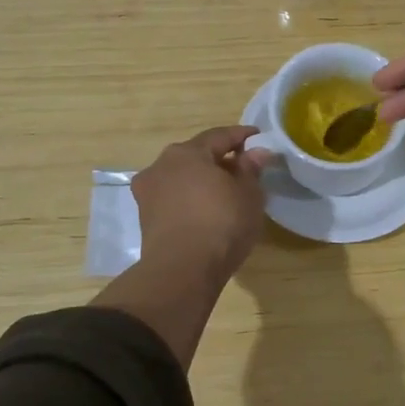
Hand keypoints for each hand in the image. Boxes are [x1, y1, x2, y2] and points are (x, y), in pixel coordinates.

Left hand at [131, 125, 273, 281]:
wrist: (182, 270)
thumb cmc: (222, 224)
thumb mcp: (249, 195)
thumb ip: (251, 169)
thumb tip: (256, 152)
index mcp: (187, 152)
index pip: (219, 135)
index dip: (242, 135)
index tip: (259, 137)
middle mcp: (161, 165)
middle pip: (196, 155)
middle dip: (220, 159)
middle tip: (243, 168)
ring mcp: (148, 192)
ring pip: (182, 177)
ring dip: (202, 180)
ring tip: (225, 192)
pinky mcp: (145, 217)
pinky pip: (174, 198)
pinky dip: (191, 198)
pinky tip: (206, 210)